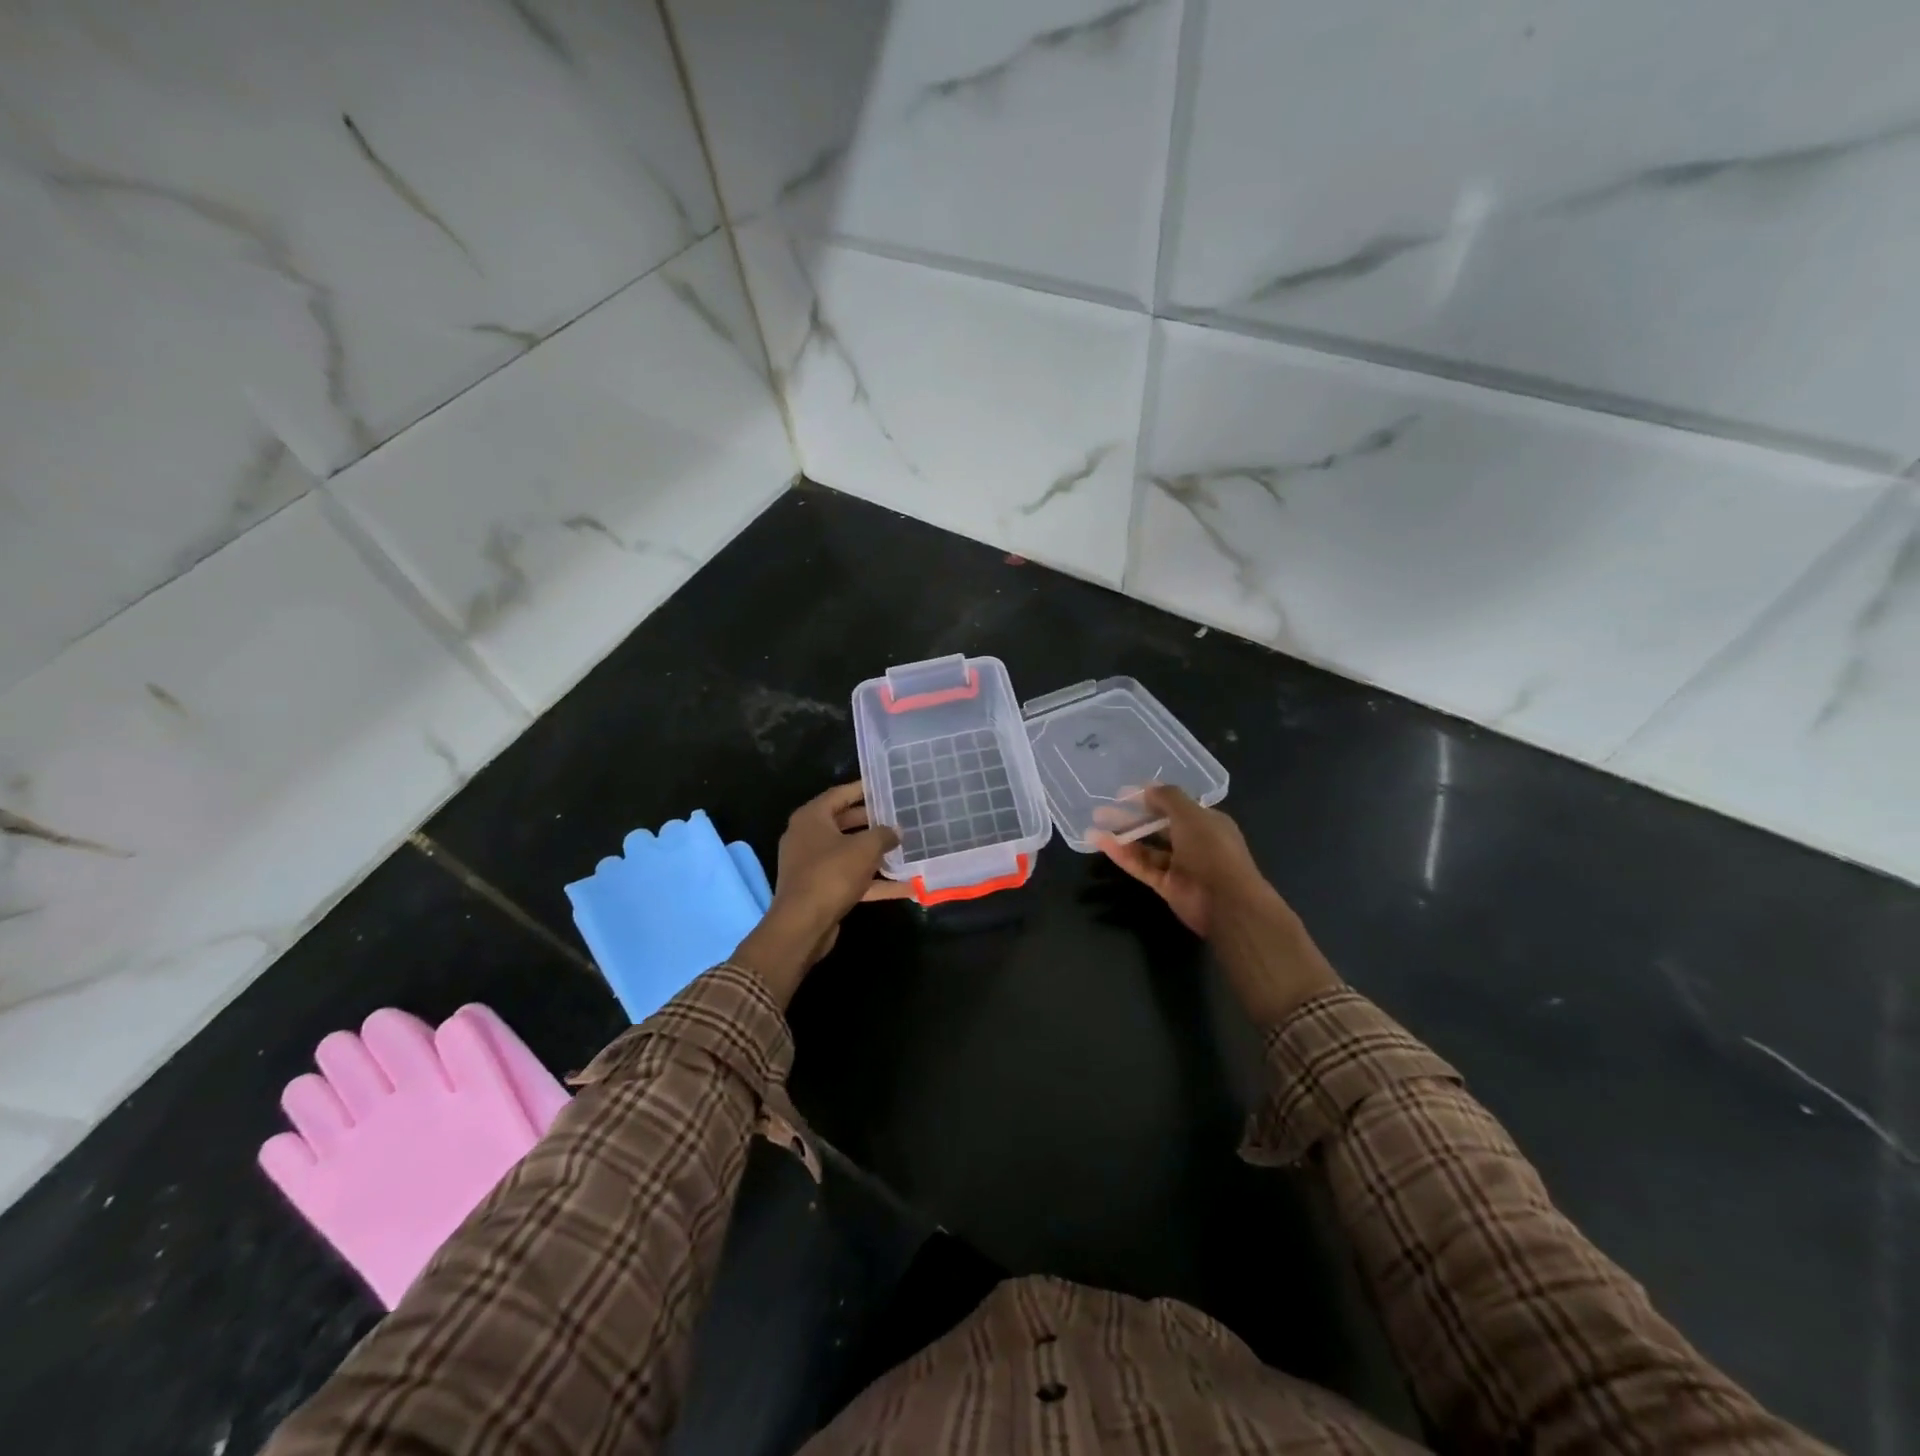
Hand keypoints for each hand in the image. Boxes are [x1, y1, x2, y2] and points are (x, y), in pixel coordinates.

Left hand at [734, 783, 910, 1005]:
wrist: (803, 925)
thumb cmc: (831, 874)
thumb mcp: (864, 849)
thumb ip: (883, 834)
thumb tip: (896, 830)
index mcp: (811, 817)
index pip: (840, 794)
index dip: (863, 789)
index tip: (886, 786)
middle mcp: (807, 837)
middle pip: (845, 822)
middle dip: (873, 822)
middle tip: (900, 816)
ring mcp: (812, 865)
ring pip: (849, 852)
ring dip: (876, 853)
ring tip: (906, 848)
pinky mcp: (821, 889)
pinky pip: (851, 878)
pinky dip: (875, 882)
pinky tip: (906, 887)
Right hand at [1093, 786, 1339, 1025]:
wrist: (1226, 902)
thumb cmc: (1212, 850)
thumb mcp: (1191, 814)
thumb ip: (1168, 798)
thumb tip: (1147, 788)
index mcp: (1207, 822)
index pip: (1177, 806)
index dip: (1152, 797)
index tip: (1125, 792)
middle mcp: (1194, 842)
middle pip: (1158, 826)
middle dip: (1132, 816)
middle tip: (1104, 808)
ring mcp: (1179, 865)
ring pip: (1146, 847)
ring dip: (1123, 834)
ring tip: (1095, 822)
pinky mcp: (1165, 885)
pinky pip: (1141, 865)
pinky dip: (1122, 854)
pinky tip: (1101, 841)